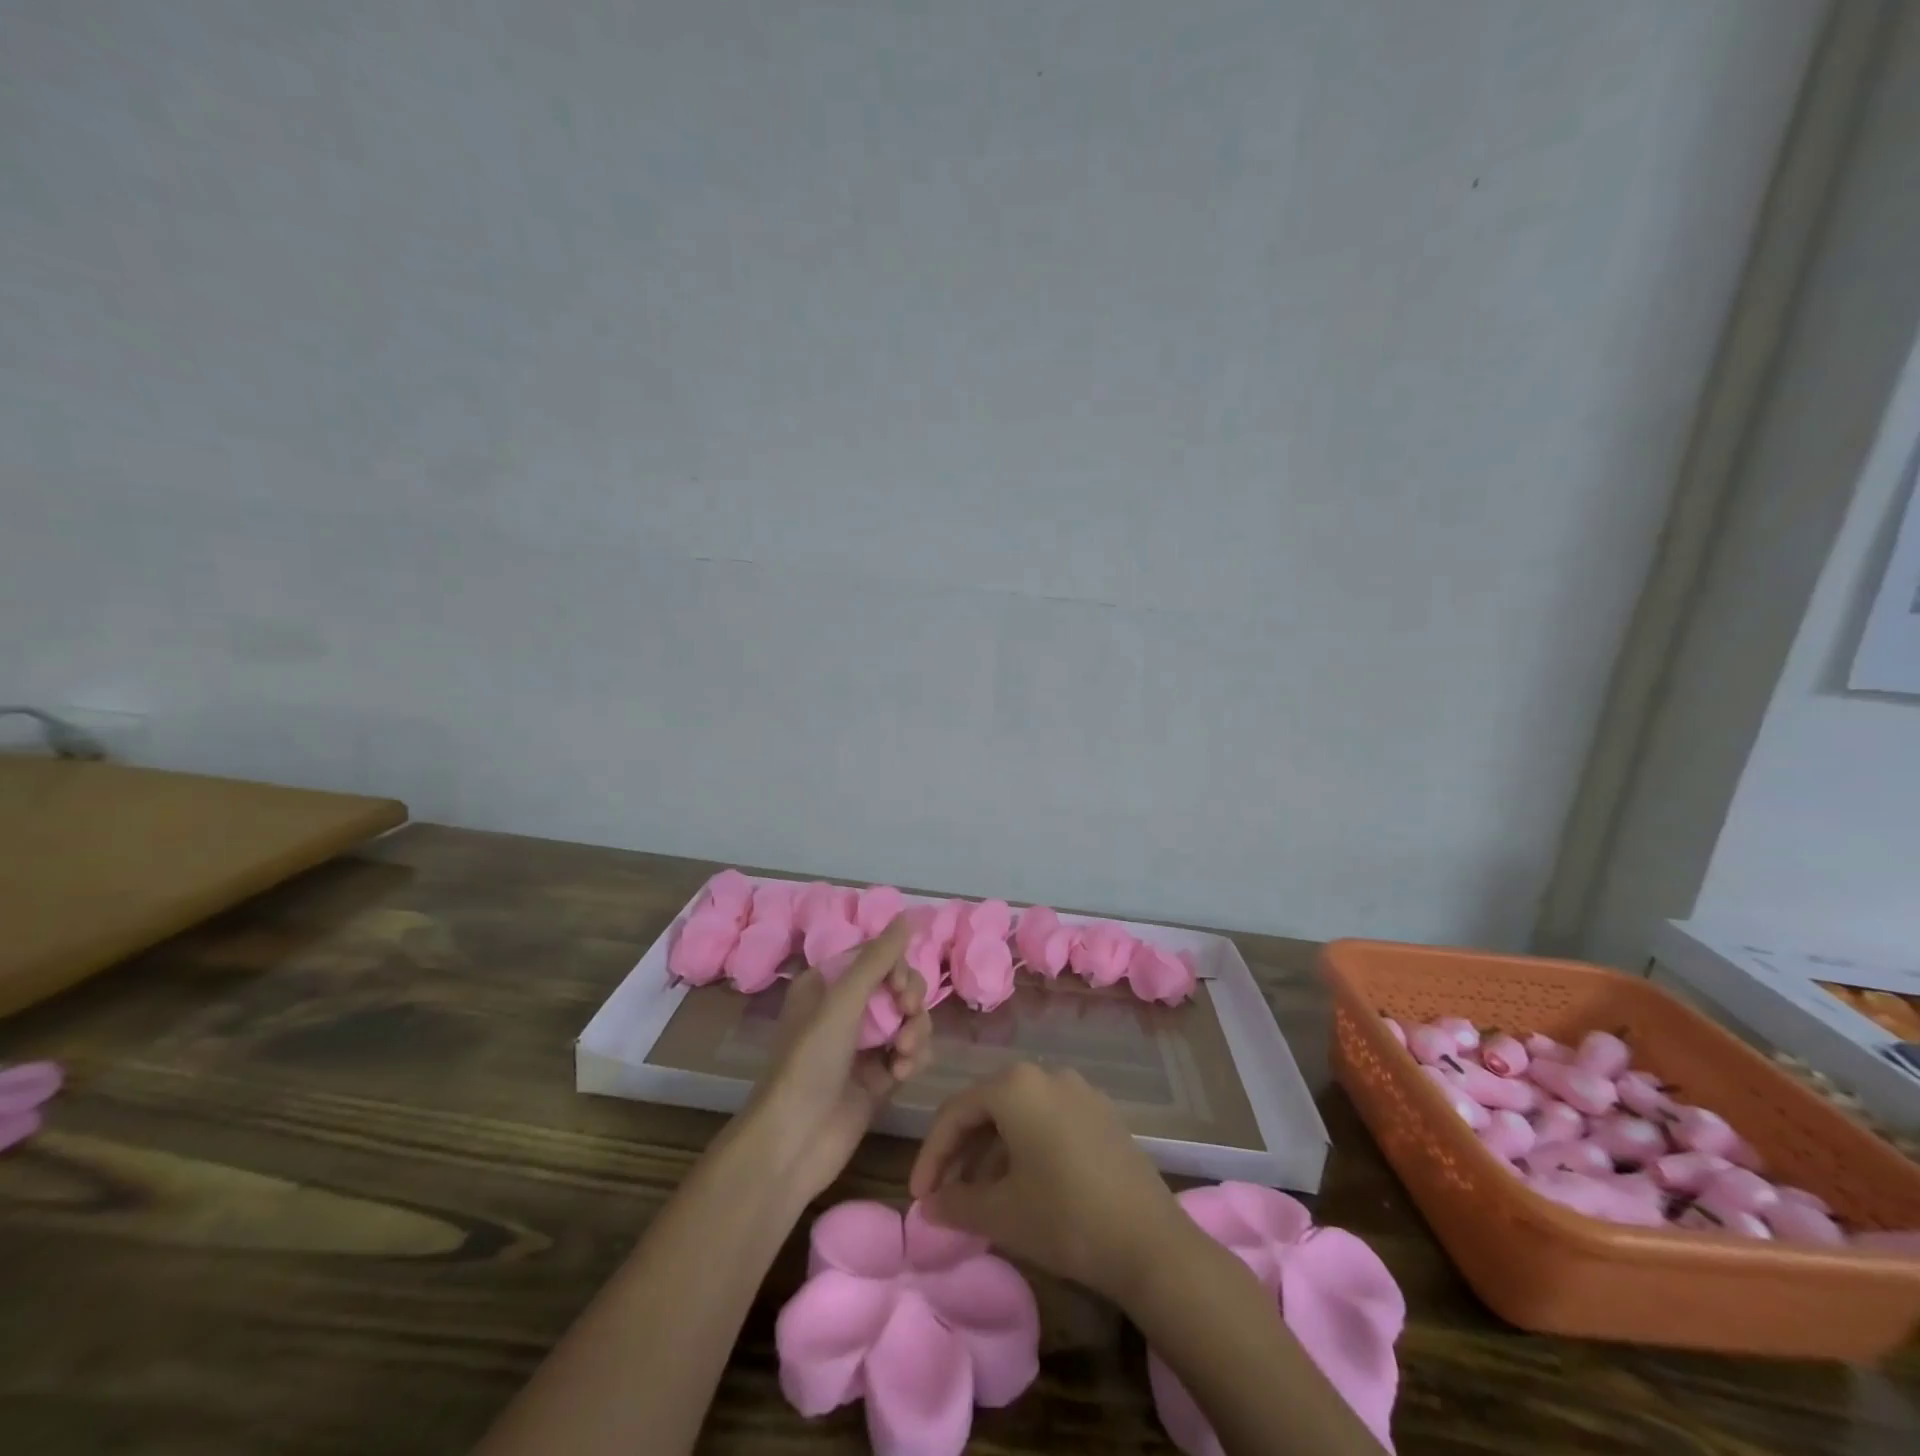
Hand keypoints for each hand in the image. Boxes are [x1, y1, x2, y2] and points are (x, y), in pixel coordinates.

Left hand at [743, 916, 932, 1200]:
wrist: (793, 1144)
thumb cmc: (809, 1062)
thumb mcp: (842, 1002)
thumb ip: (879, 958)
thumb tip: (909, 915)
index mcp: (827, 984)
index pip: (876, 957)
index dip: (897, 967)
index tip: (901, 989)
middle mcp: (845, 1010)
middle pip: (898, 986)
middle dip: (910, 999)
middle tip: (908, 1015)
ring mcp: (863, 1045)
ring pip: (908, 1019)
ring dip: (915, 1031)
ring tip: (905, 1054)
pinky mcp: (878, 1078)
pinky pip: (911, 1052)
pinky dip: (914, 1058)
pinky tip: (904, 1074)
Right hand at [908, 1062, 1188, 1301]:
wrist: (1150, 1241)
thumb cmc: (1064, 1218)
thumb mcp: (1001, 1214)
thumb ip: (955, 1203)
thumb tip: (928, 1206)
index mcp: (1015, 1086)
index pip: (955, 1112)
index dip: (931, 1155)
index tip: (919, 1197)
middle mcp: (1045, 1074)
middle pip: (987, 1106)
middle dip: (960, 1152)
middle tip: (944, 1195)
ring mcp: (1078, 1090)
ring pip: (1018, 1113)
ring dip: (992, 1151)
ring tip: (980, 1197)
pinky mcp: (1101, 1113)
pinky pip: (1048, 1120)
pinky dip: (1025, 1146)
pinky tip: (1023, 1184)